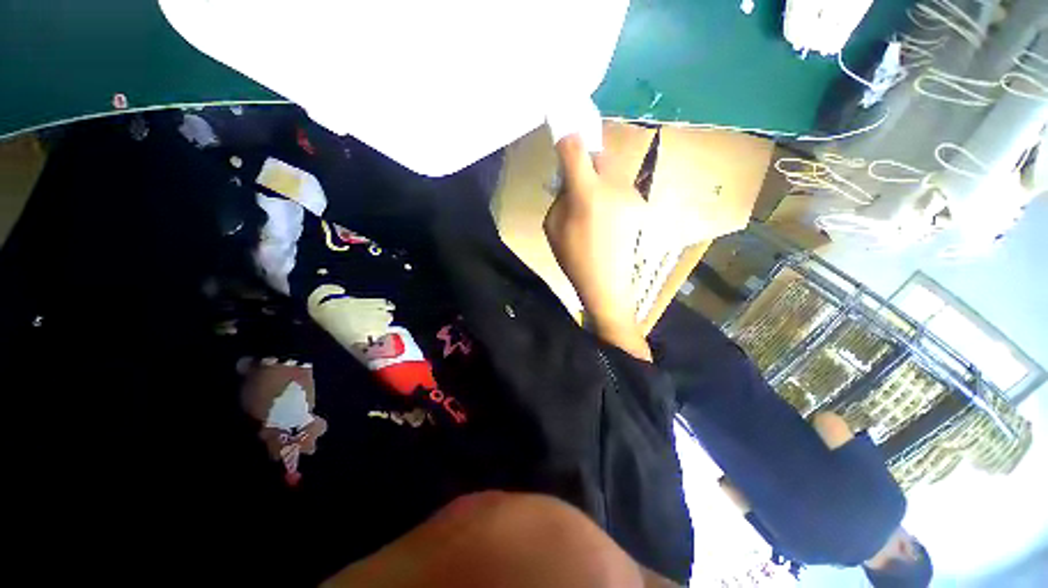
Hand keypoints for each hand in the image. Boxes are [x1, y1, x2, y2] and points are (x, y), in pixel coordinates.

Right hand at [544, 135, 650, 360]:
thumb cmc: (574, 259)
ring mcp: (629, 194)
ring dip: (596, 175)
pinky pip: (617, 186)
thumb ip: (560, 196)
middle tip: (573, 176)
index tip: (558, 125)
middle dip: (584, 158)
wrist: (607, 283)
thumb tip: (569, 181)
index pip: (575, 147)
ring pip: (609, 169)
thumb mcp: (552, 227)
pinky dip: (606, 191)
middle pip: (597, 153)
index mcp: (587, 193)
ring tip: (588, 200)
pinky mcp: (637, 204)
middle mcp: (612, 186)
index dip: (565, 134)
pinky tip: (601, 214)